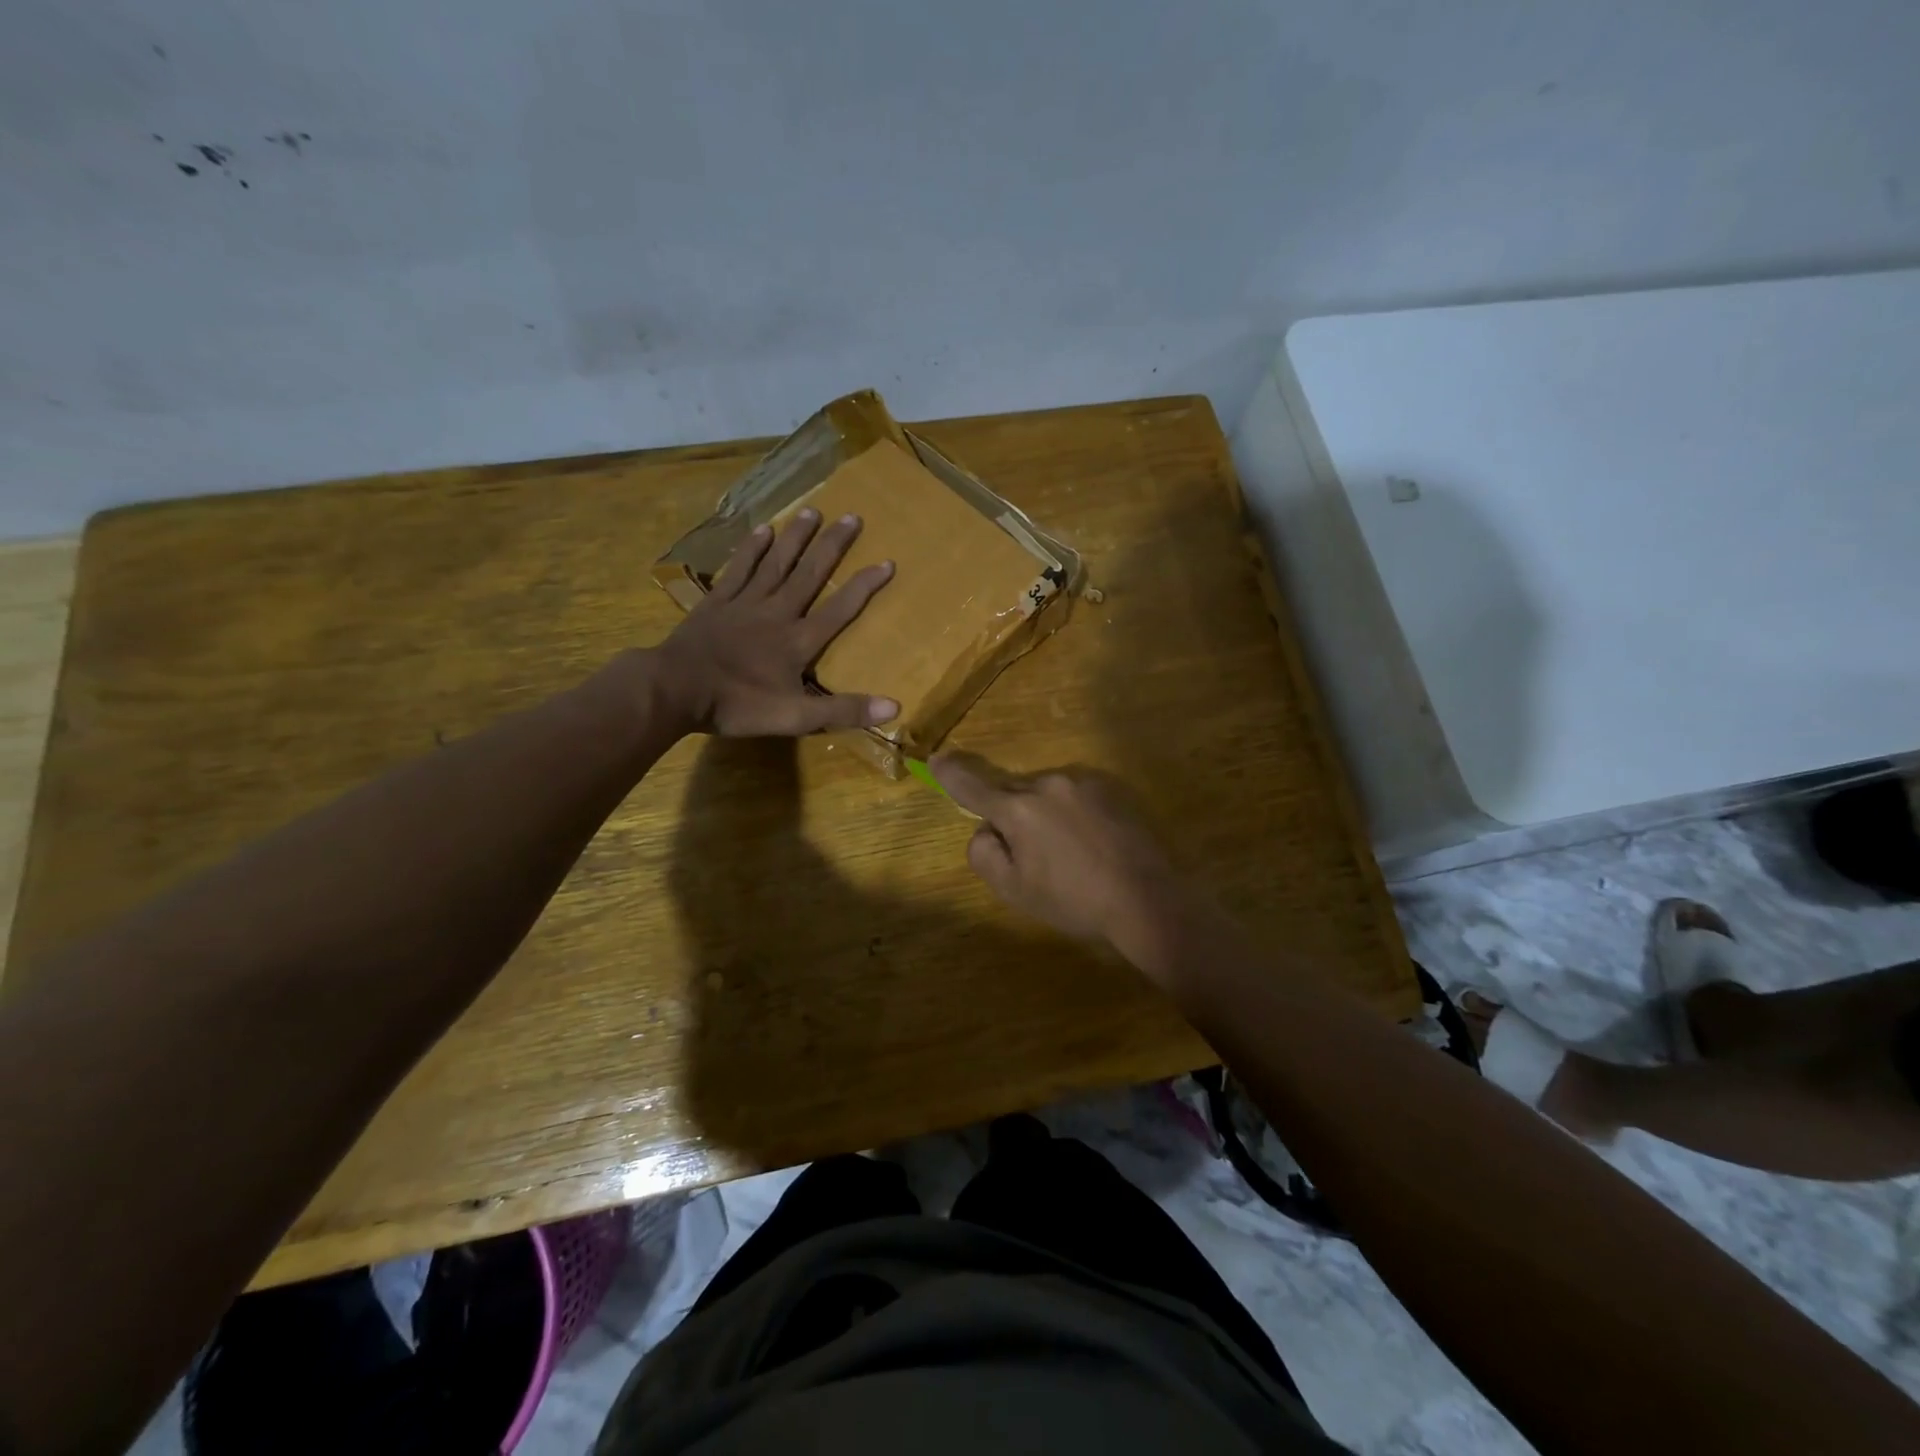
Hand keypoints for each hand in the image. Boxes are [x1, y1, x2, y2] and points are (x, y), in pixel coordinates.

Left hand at [657, 509, 897, 736]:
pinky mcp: (717, 602)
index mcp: (798, 641)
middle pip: (810, 574)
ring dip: (796, 537)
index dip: (864, 586)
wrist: (675, 689)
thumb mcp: (796, 717)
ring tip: (813, 510)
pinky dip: (752, 549)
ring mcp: (745, 603)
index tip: (887, 561)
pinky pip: (739, 569)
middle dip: (833, 546)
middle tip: (853, 517)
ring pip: (777, 563)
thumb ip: (843, 710)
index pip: (840, 609)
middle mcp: (777, 613)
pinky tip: (764, 530)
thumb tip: (895, 707)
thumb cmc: (738, 705)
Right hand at [931, 752, 1197, 966]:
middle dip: (1010, 814)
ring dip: (1043, 814)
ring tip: (1067, 855)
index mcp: (1018, 809)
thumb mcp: (1014, 890)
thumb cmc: (1073, 900)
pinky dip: (1070, 814)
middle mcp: (1047, 784)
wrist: (1146, 899)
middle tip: (1029, 854)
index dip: (950, 774)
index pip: (972, 785)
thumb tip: (986, 830)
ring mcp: (1082, 783)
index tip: (936, 759)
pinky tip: (1089, 845)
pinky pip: (1073, 796)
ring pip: (1044, 793)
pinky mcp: (1109, 789)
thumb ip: (984, 853)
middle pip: (1011, 791)